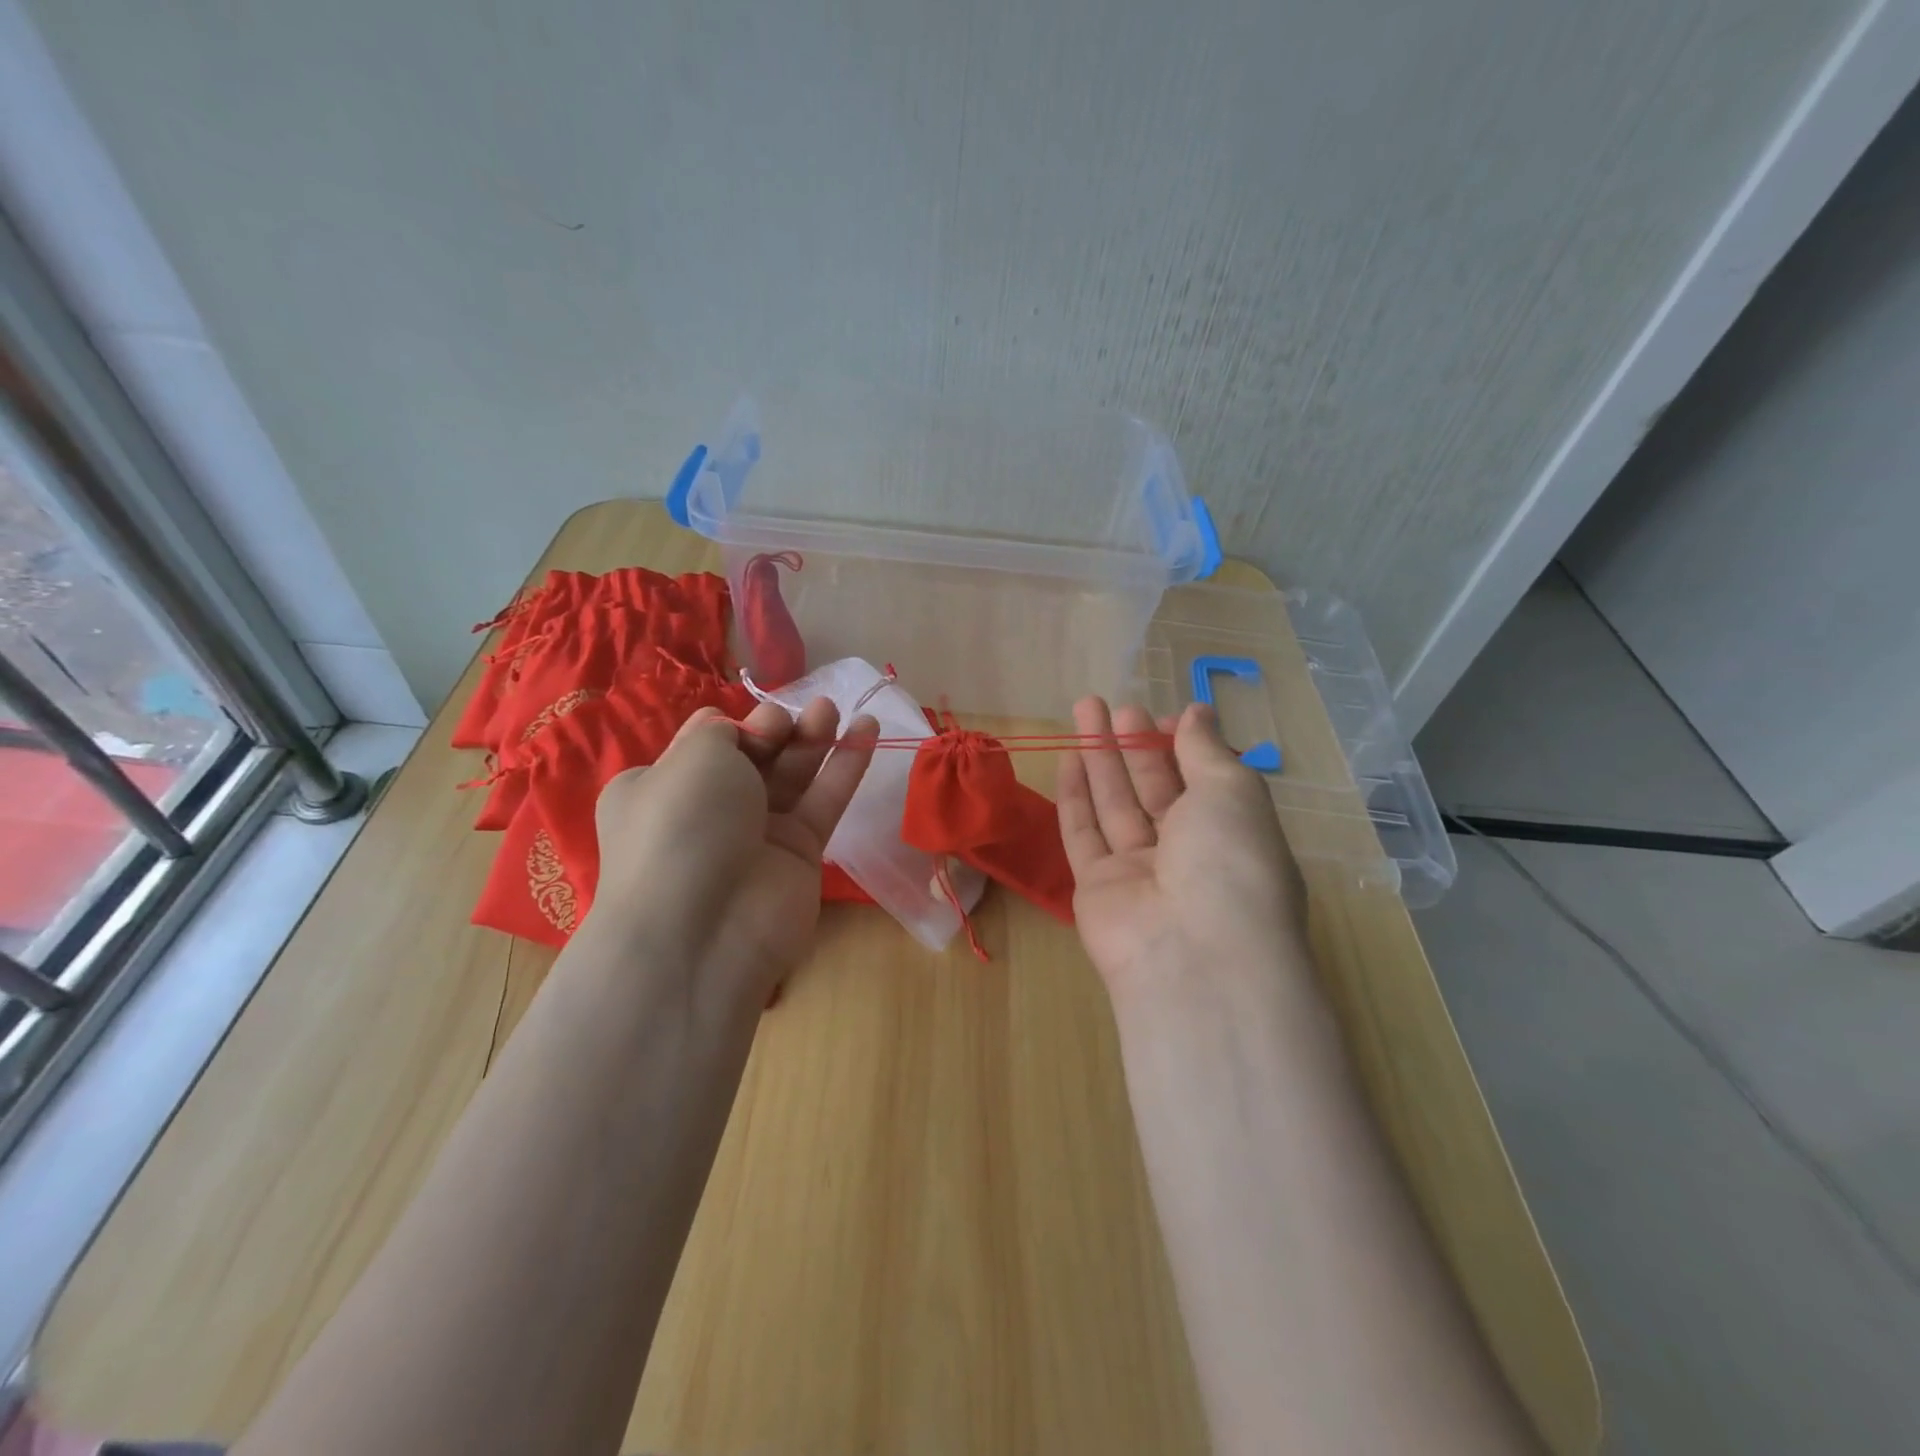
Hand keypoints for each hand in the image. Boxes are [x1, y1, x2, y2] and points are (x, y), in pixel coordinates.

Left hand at [586, 698, 876, 1010]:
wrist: (704, 929)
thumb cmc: (684, 825)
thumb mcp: (693, 757)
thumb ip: (723, 731)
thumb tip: (736, 728)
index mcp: (663, 787)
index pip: (707, 744)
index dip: (738, 725)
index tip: (756, 721)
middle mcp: (708, 810)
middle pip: (755, 756)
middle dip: (780, 728)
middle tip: (805, 712)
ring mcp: (756, 835)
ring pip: (793, 776)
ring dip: (816, 739)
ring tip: (837, 709)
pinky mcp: (800, 854)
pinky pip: (824, 802)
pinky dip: (845, 767)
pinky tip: (867, 731)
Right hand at [1058, 697, 1309, 997]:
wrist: (1192, 955)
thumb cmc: (1230, 862)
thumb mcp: (1233, 792)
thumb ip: (1207, 749)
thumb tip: (1197, 712)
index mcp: (1231, 834)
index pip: (1203, 782)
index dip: (1182, 747)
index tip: (1162, 715)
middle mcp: (1186, 854)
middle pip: (1154, 789)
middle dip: (1134, 745)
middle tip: (1113, 705)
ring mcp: (1138, 872)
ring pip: (1114, 805)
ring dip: (1100, 758)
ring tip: (1083, 709)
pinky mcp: (1095, 887)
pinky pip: (1083, 834)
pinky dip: (1075, 797)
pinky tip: (1067, 758)